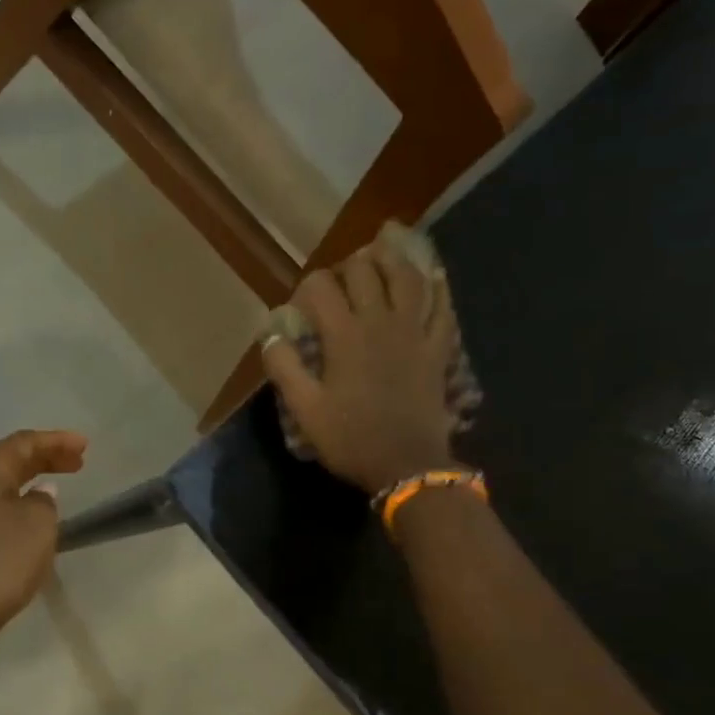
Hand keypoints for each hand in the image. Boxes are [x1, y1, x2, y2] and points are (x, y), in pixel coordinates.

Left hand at [0, 429, 87, 643]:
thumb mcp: (36, 526)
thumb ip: (44, 502)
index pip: (22, 443)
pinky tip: (31, 528)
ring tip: (57, 491)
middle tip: (78, 464)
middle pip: (8, 463)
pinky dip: (18, 510)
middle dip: (44, 459)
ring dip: (30, 485)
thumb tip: (38, 494)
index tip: (84, 446)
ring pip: (0, 490)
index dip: (55, 441)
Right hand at [262, 244, 457, 495]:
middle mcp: (380, 322)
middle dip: (347, 266)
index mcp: (344, 336)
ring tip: (382, 249)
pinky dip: (438, 287)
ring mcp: (414, 333)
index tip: (301, 305)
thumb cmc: (351, 438)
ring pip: (407, 279)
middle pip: (365, 273)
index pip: (321, 288)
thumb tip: (271, 334)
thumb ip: (284, 367)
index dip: (307, 287)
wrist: (407, 465)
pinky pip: (442, 308)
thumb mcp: (305, 410)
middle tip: (338, 279)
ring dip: (392, 259)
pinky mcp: (437, 348)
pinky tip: (433, 275)